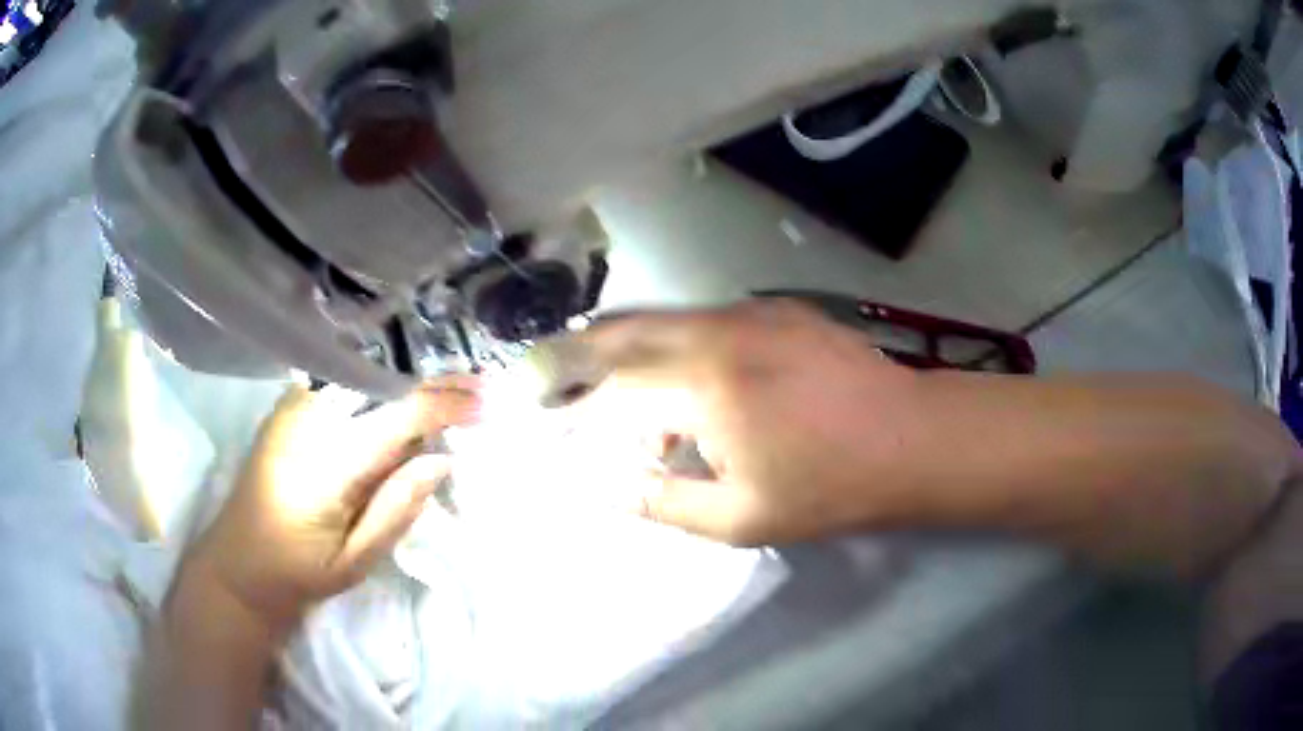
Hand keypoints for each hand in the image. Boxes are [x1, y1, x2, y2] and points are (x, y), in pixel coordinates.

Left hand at [186, 377, 480, 631]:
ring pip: (362, 377)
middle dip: (434, 382)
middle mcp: (307, 420)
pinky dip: (379, 383)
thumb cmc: (297, 572)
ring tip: (451, 386)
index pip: (396, 416)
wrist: (236, 564)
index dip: (445, 405)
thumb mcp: (354, 561)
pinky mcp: (287, 408)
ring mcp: (292, 408)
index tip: (488, 405)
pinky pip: (341, 383)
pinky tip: (402, 391)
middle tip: (481, 386)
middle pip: (381, 384)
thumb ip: (397, 508)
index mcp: (325, 463)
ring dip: (409, 379)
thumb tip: (442, 458)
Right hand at [573, 300, 919, 545]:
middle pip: (625, 331)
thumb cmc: (830, 487)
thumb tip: (607, 489)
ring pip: (663, 320)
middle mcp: (718, 332)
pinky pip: (703, 320)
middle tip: (546, 372)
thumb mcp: (740, 517)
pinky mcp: (777, 309)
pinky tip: (680, 375)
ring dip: (628, 349)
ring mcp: (750, 312)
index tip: (548, 420)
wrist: (911, 439)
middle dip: (578, 352)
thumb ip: (662, 503)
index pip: (614, 390)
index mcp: (705, 387)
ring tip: (611, 385)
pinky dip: (673, 343)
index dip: (577, 409)